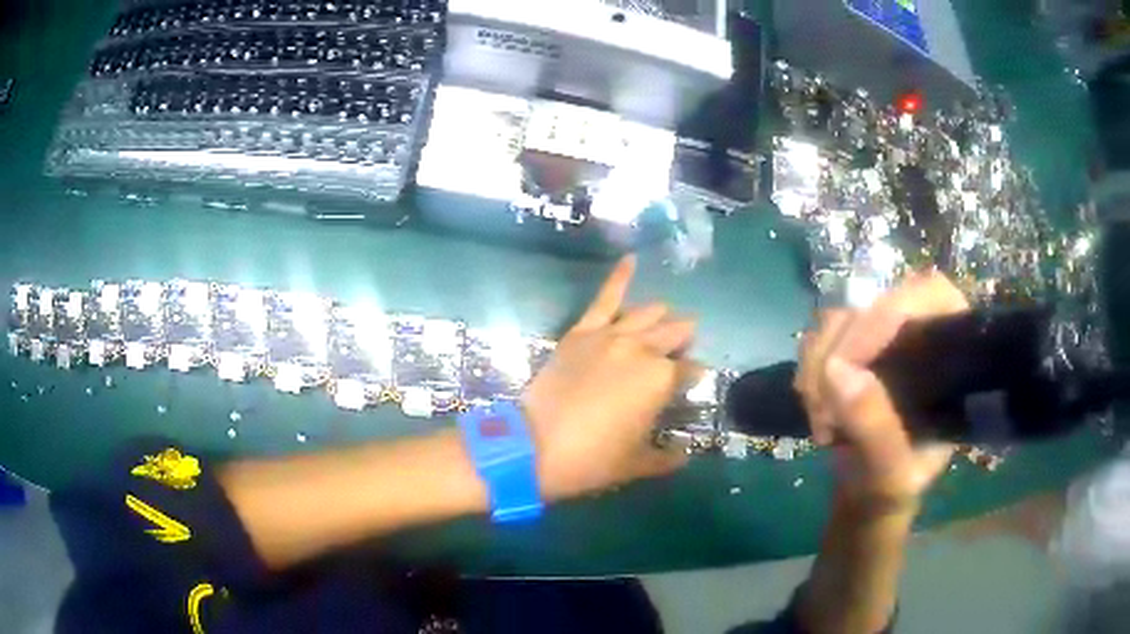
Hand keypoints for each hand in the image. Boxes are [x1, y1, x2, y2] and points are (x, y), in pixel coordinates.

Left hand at [522, 256, 694, 500]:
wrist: (536, 445)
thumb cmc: (593, 459)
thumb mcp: (636, 463)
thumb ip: (666, 458)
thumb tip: (684, 455)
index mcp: (662, 380)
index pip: (689, 370)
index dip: (692, 376)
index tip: (690, 381)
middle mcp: (643, 349)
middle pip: (673, 334)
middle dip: (683, 339)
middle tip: (684, 347)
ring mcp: (611, 335)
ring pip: (647, 313)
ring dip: (661, 316)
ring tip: (667, 317)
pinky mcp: (582, 331)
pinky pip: (605, 297)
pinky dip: (619, 276)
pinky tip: (630, 259)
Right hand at [796, 271, 969, 510]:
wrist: (866, 492)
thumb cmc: (894, 487)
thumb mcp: (891, 473)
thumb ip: (876, 429)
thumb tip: (836, 371)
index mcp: (953, 349)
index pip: (929, 295)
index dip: (886, 314)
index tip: (845, 362)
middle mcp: (922, 327)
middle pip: (874, 302)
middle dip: (838, 352)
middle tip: (823, 409)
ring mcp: (884, 333)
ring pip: (840, 317)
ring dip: (816, 364)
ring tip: (820, 418)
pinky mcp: (854, 343)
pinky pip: (820, 335)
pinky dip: (808, 369)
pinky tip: (814, 406)